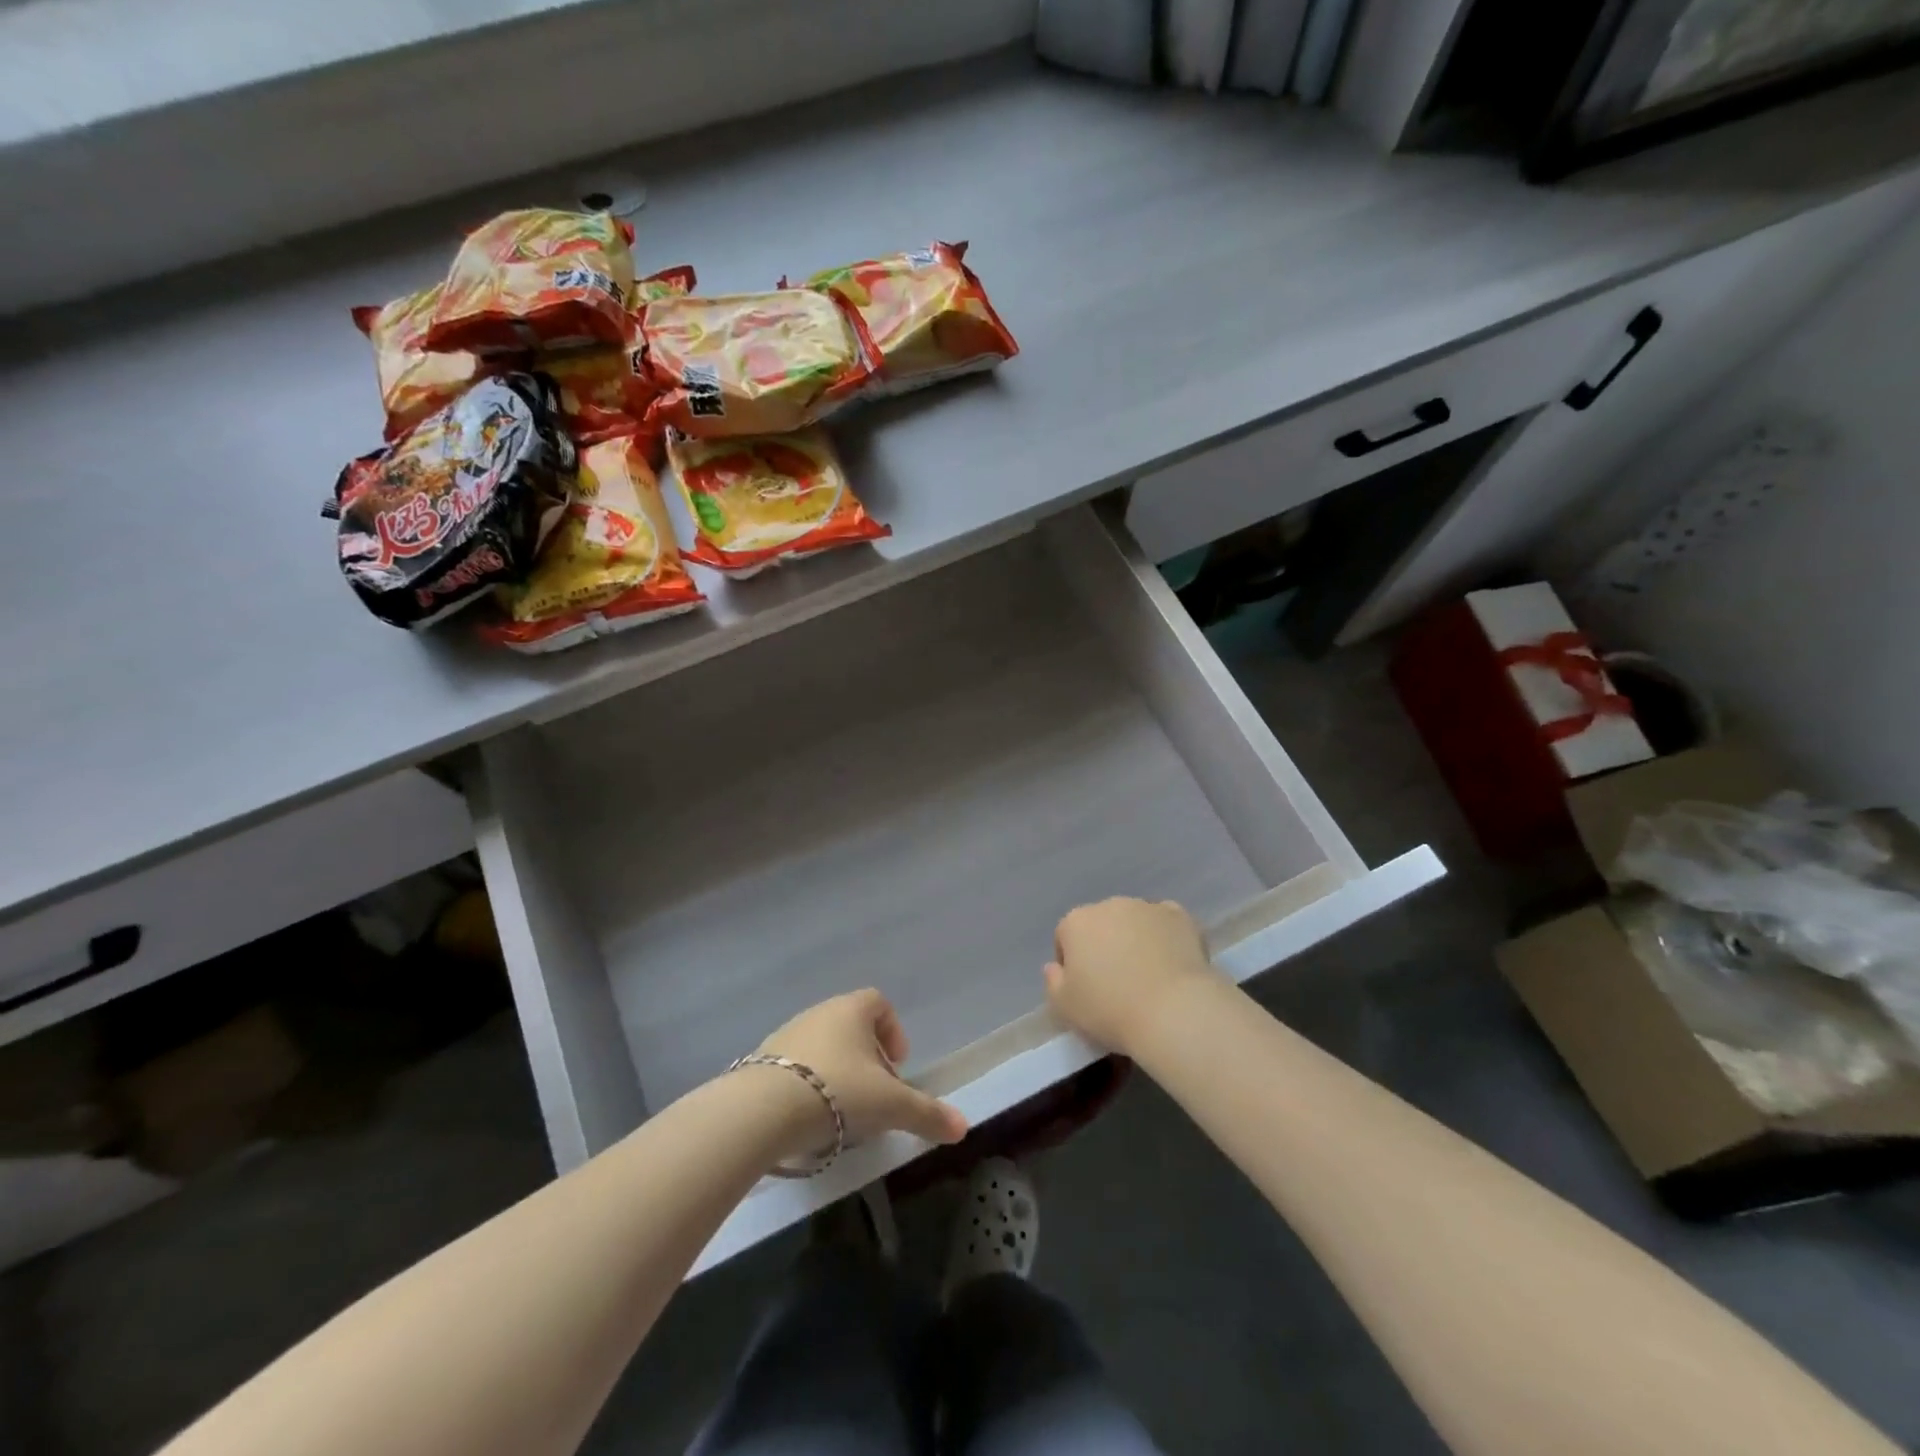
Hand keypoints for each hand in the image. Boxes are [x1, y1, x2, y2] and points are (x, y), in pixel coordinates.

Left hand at [753, 990, 967, 1160]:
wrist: (762, 1110)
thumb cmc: (838, 1093)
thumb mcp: (890, 1106)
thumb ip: (926, 1114)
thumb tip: (963, 1126)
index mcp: (852, 1010)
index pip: (879, 1003)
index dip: (893, 1032)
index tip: (898, 1067)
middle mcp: (819, 1013)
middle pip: (851, 1027)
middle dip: (868, 1060)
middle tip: (875, 1097)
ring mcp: (787, 1035)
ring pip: (823, 1048)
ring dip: (837, 1074)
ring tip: (843, 1115)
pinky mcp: (761, 1061)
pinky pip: (795, 1067)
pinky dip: (808, 1087)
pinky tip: (810, 1120)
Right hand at [1045, 898, 1217, 1055]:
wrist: (1173, 1011)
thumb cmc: (1110, 1010)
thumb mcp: (1064, 1007)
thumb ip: (1052, 982)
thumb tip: (1054, 966)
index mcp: (1076, 922)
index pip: (1065, 937)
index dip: (1072, 963)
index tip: (1085, 989)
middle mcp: (1109, 905)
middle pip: (1100, 925)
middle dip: (1105, 945)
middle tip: (1117, 982)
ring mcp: (1146, 907)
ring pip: (1134, 920)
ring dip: (1135, 939)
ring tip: (1148, 975)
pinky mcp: (1180, 916)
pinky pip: (1166, 922)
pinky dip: (1166, 936)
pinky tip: (1172, 962)